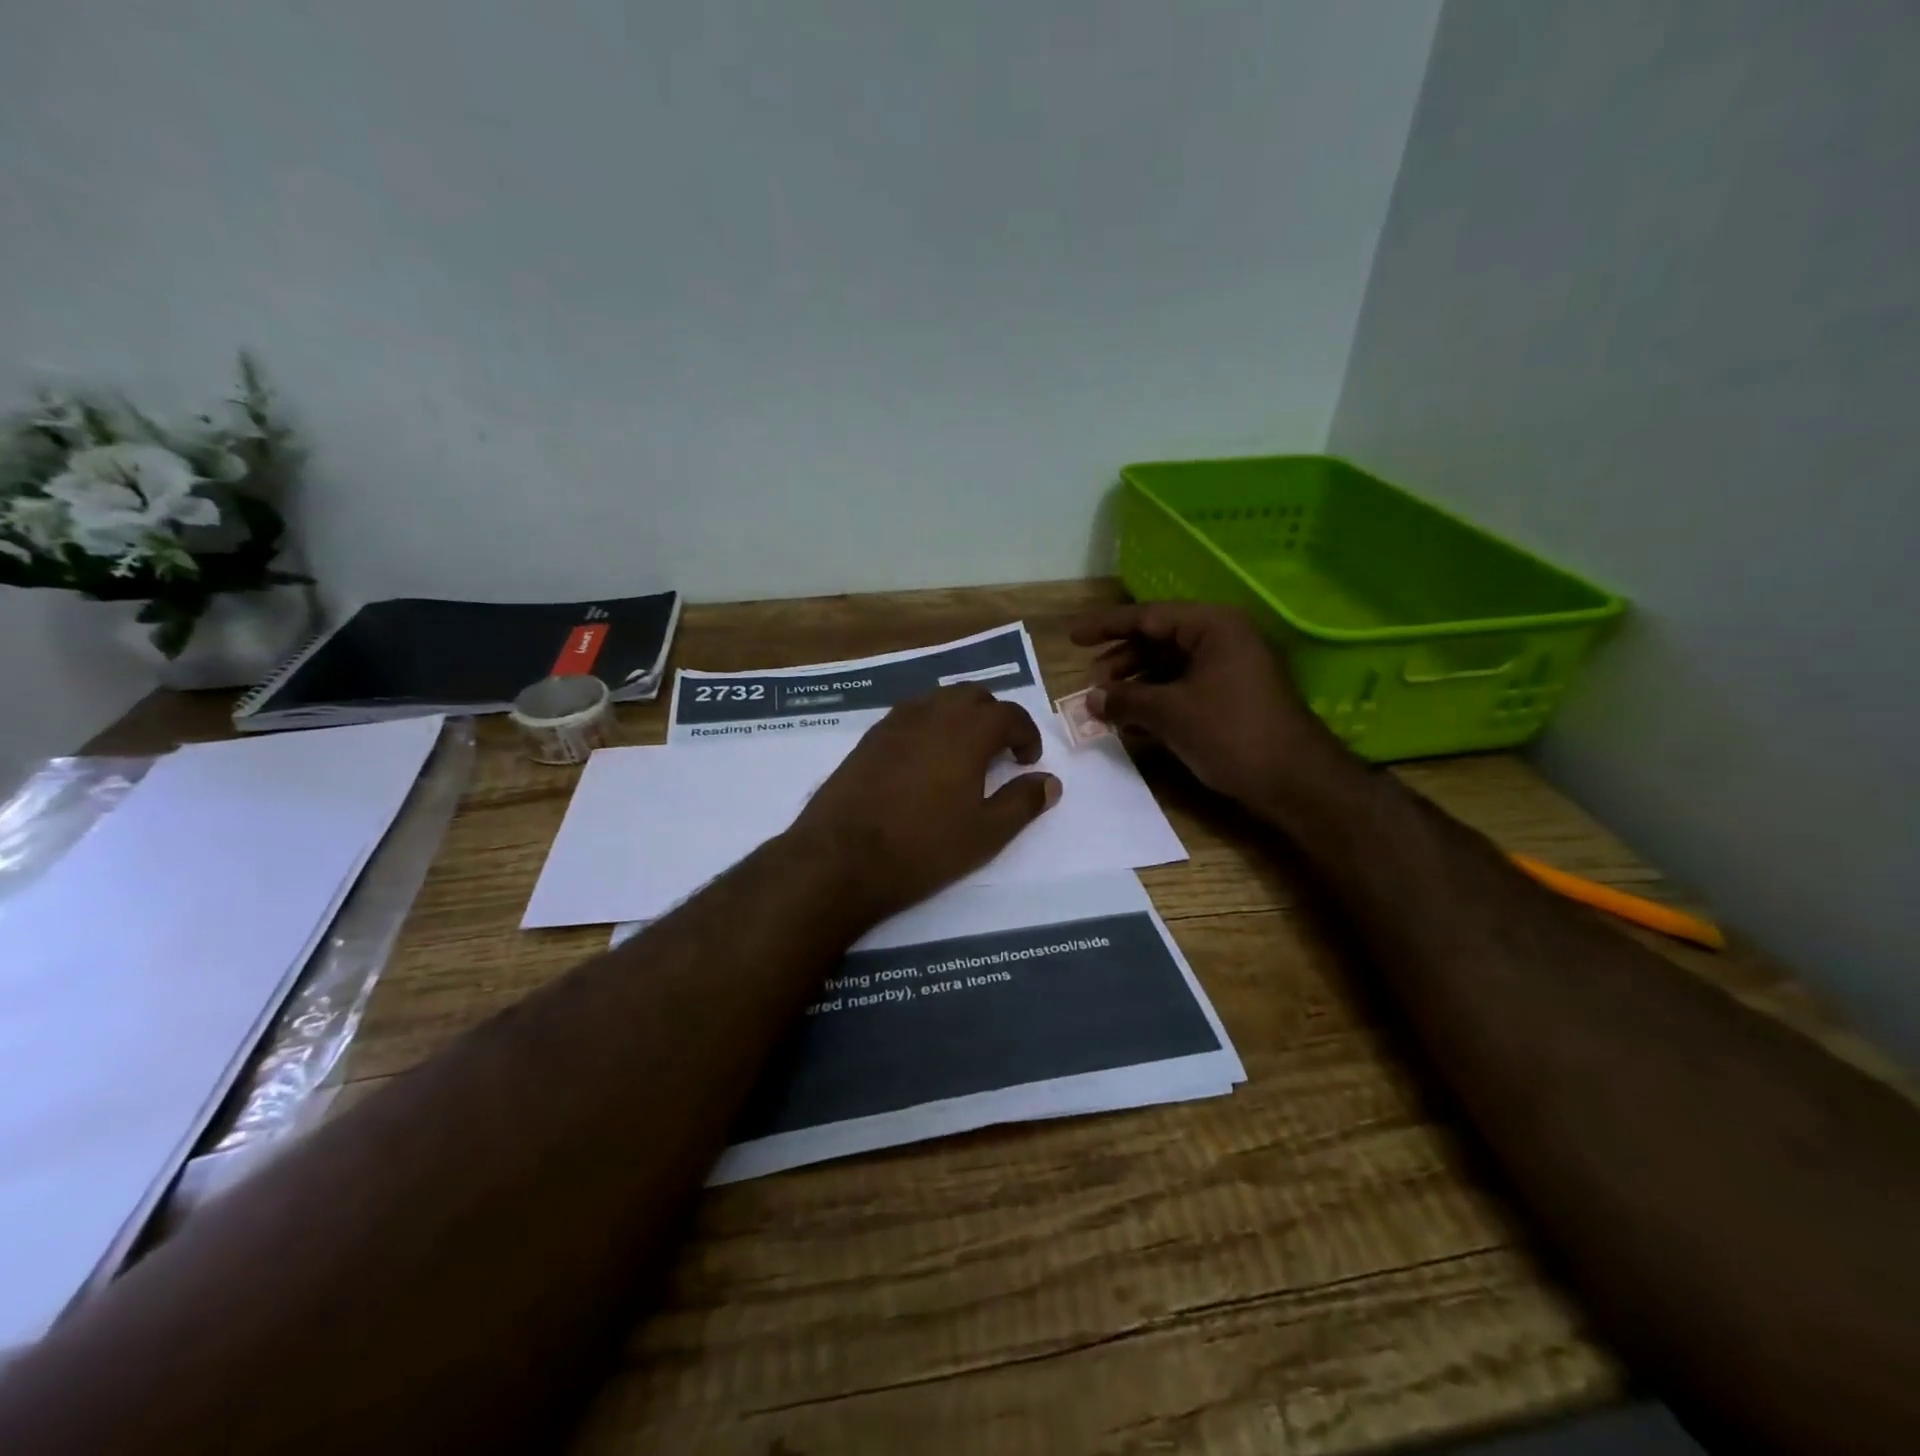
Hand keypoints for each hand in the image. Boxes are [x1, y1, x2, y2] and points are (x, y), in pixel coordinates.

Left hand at [788, 686, 1060, 920]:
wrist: (841, 858)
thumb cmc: (923, 848)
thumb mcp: (986, 833)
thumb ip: (1022, 802)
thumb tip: (1050, 782)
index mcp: (967, 731)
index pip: (1008, 714)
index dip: (1026, 734)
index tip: (1028, 760)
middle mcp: (931, 714)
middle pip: (972, 696)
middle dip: (994, 717)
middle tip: (1000, 751)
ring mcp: (894, 723)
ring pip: (938, 700)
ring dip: (959, 716)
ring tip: (963, 752)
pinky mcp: (868, 739)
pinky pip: (909, 715)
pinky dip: (929, 725)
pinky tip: (924, 760)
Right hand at [1070, 601, 1341, 814]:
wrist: (1295, 781)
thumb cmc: (1231, 733)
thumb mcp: (1170, 713)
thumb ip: (1125, 699)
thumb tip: (1090, 698)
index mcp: (1213, 626)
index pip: (1148, 616)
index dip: (1106, 626)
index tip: (1073, 637)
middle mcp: (1223, 639)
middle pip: (1158, 640)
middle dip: (1121, 662)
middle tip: (1092, 684)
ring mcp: (1230, 668)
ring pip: (1169, 667)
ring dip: (1136, 686)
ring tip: (1107, 708)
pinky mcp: (1232, 697)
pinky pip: (1184, 688)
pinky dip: (1156, 701)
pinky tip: (1132, 724)